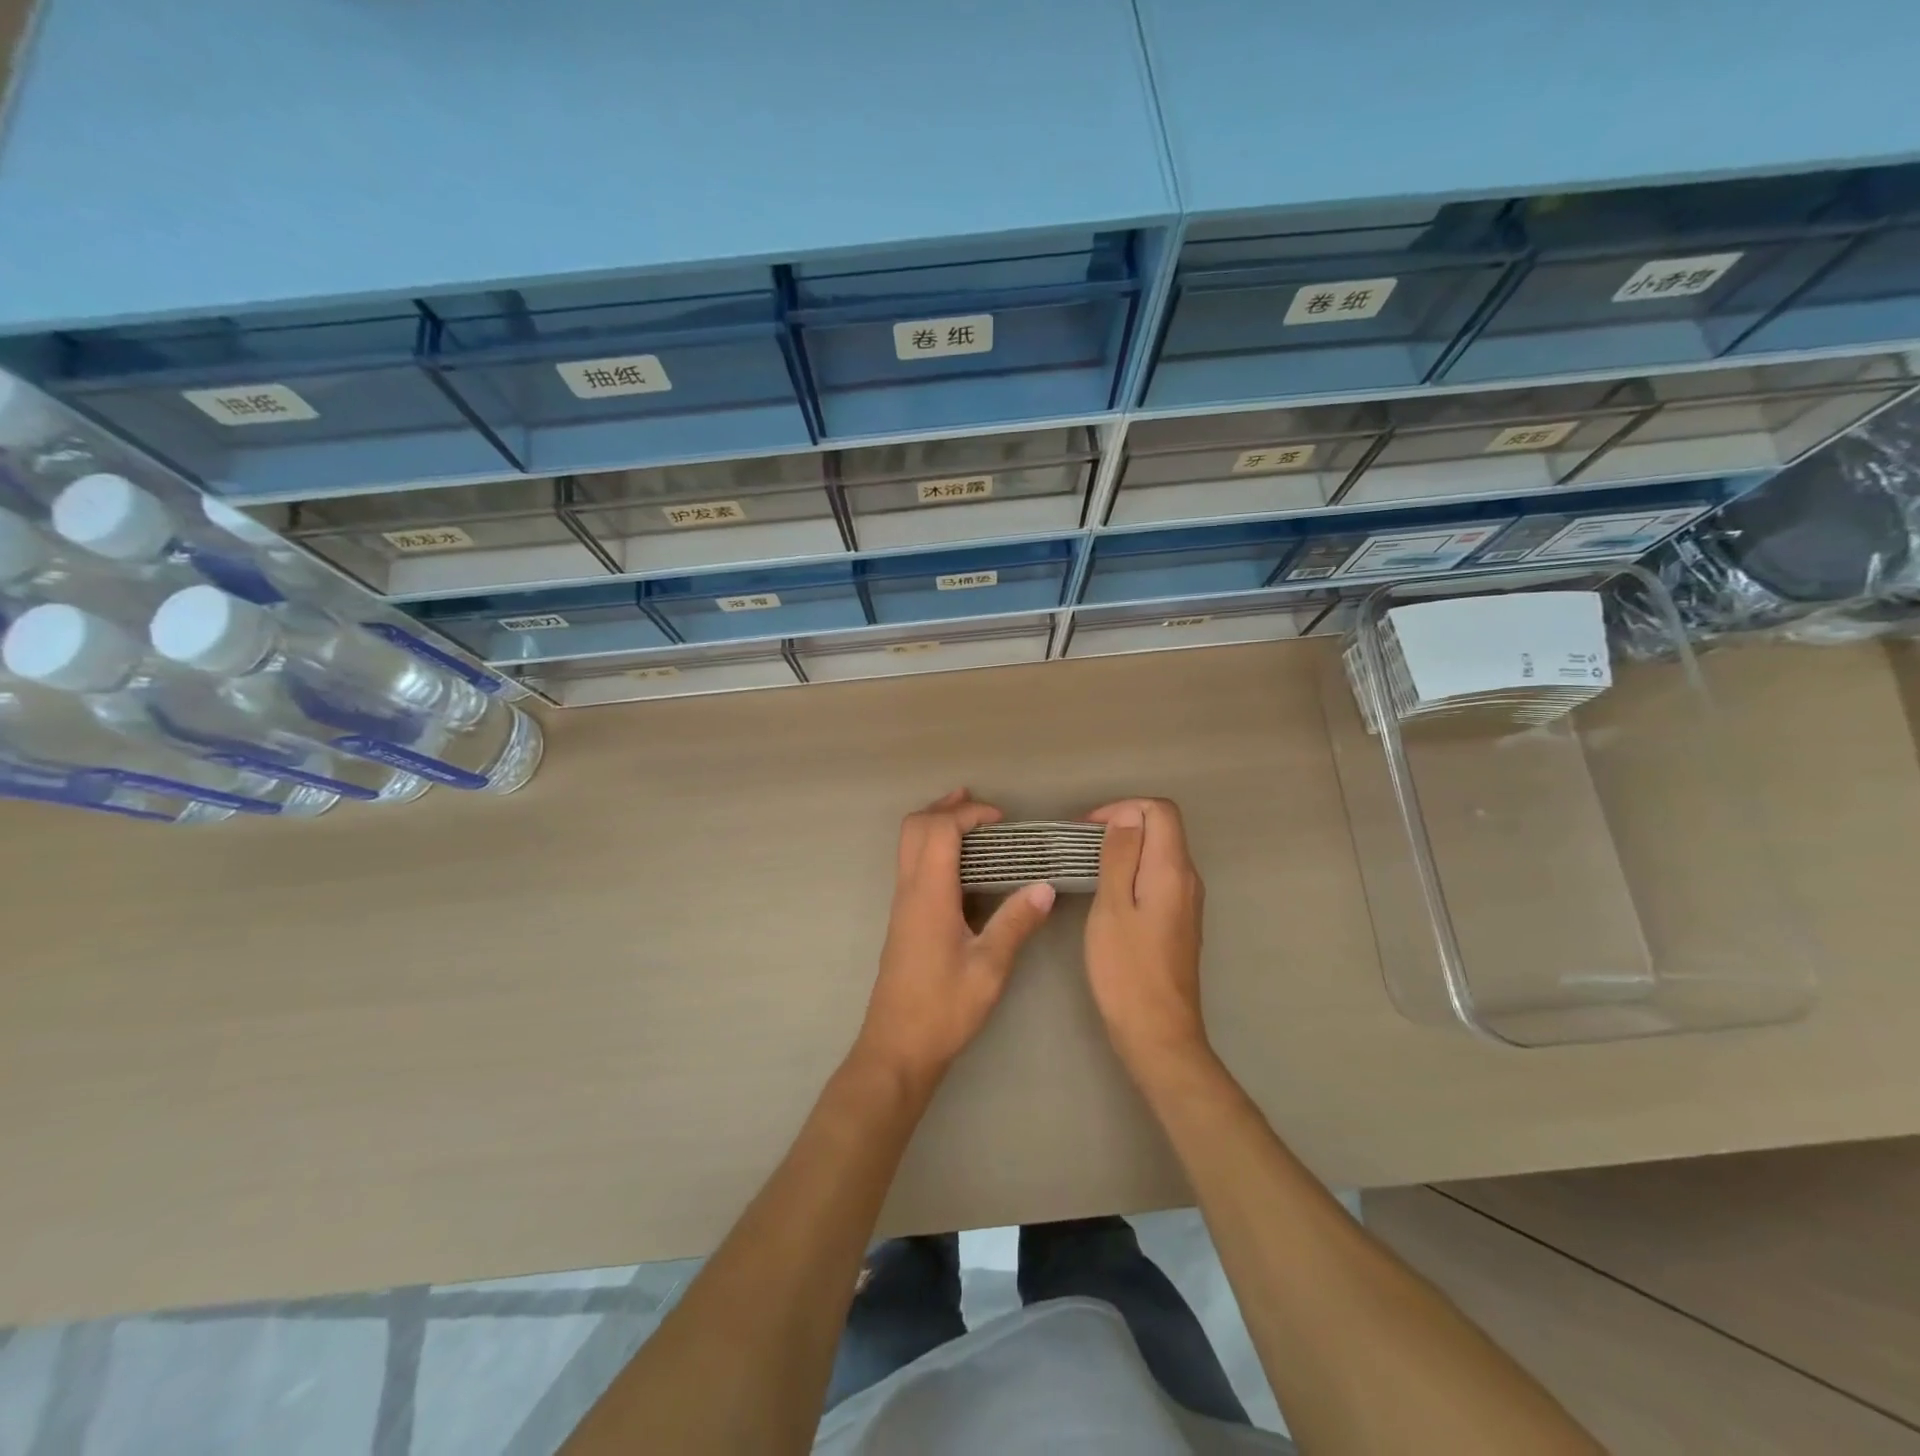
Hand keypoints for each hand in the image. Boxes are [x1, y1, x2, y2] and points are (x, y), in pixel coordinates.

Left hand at [854, 790, 1054, 1089]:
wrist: (897, 1048)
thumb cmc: (943, 1009)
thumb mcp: (989, 969)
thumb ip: (1016, 924)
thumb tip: (1045, 887)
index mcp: (929, 895)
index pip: (939, 831)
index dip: (968, 814)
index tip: (1002, 820)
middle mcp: (909, 891)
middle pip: (914, 827)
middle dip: (946, 808)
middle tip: (981, 808)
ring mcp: (901, 904)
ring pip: (909, 844)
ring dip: (937, 824)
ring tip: (972, 822)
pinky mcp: (903, 918)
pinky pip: (912, 864)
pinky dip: (934, 847)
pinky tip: (962, 865)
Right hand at [1083, 798, 1210, 1079]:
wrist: (1157, 1033)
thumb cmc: (1126, 970)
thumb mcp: (1112, 907)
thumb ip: (1121, 856)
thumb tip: (1127, 815)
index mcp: (1173, 870)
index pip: (1160, 810)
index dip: (1124, 807)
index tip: (1088, 828)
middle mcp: (1188, 879)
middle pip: (1163, 828)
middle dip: (1123, 824)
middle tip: (1082, 844)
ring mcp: (1187, 902)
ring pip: (1160, 853)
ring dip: (1127, 848)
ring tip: (1089, 864)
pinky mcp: (1179, 921)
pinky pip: (1159, 877)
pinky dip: (1133, 870)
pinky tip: (1108, 891)